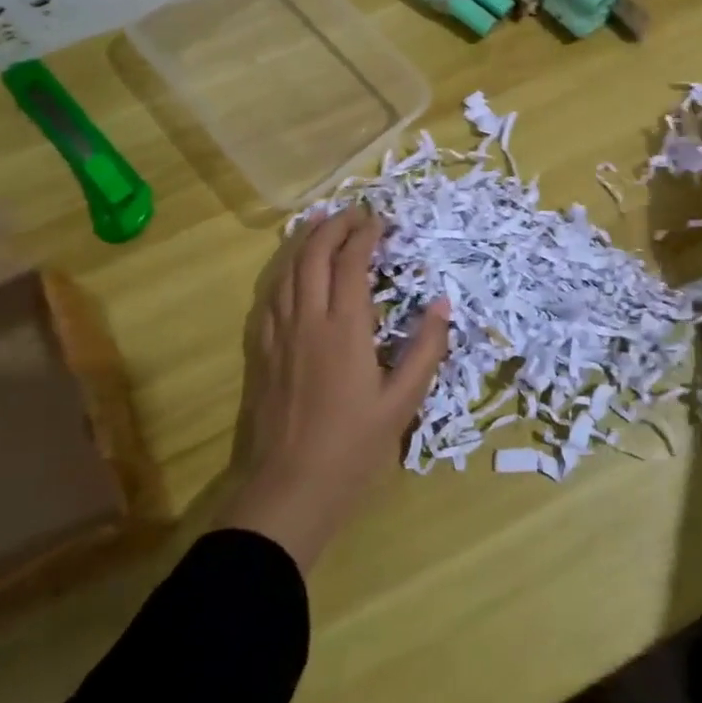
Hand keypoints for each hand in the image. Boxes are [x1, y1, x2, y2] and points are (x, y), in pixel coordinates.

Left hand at [221, 207, 450, 571]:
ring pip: (286, 270)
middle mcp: (307, 320)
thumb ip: (425, 349)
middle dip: (333, 226)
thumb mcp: (403, 403)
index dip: (366, 235)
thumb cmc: (352, 448)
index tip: (380, 220)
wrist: (288, 489)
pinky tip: (291, 270)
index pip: (352, 263)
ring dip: (305, 241)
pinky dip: (283, 270)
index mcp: (345, 329)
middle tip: (353, 213)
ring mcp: (277, 333)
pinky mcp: (259, 350)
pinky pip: (269, 295)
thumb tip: (442, 303)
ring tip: (321, 223)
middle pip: (314, 255)